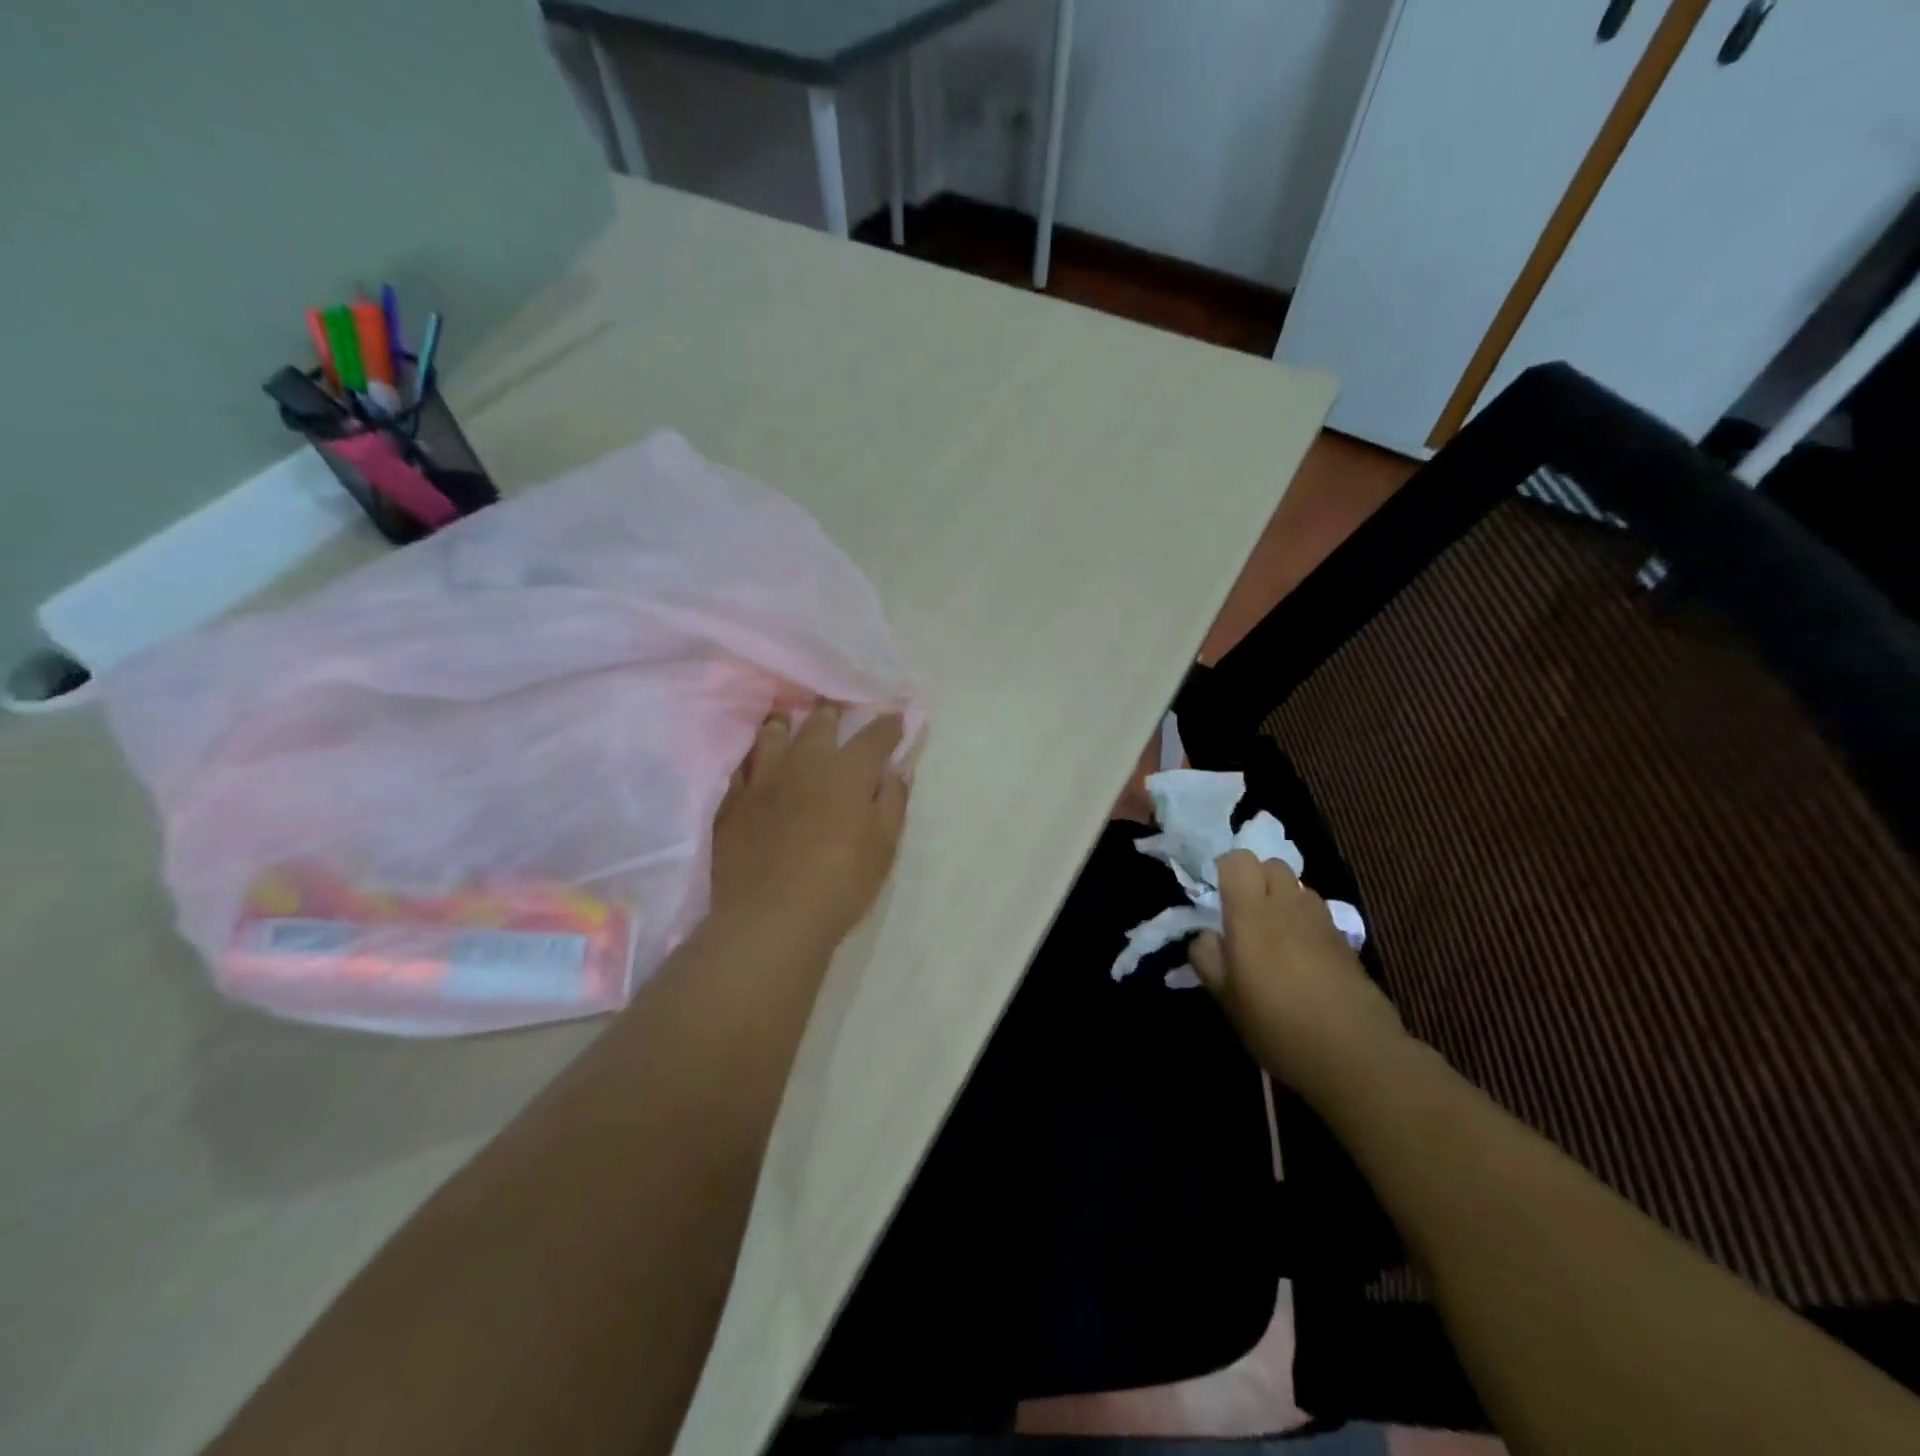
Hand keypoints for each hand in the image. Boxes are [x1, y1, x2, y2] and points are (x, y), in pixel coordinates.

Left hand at [709, 703, 910, 949]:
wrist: (771, 918)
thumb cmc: (841, 883)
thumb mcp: (884, 846)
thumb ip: (892, 801)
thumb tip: (897, 769)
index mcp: (847, 771)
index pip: (874, 735)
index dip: (888, 724)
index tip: (896, 718)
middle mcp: (804, 762)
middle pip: (819, 722)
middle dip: (833, 712)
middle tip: (837, 709)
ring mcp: (763, 779)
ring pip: (772, 734)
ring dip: (785, 724)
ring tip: (788, 722)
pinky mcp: (733, 801)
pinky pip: (741, 765)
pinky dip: (752, 757)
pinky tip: (754, 760)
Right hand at [1190, 851, 1406, 1103]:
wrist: (1356, 1054)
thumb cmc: (1278, 1025)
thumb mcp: (1225, 998)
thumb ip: (1207, 957)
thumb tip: (1207, 935)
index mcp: (1251, 913)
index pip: (1238, 860)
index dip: (1225, 870)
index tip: (1217, 895)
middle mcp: (1287, 905)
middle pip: (1271, 864)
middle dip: (1256, 878)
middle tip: (1244, 914)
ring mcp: (1321, 920)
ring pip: (1297, 886)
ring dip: (1282, 898)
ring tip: (1274, 934)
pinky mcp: (1345, 940)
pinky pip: (1317, 913)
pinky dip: (1304, 921)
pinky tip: (1301, 957)